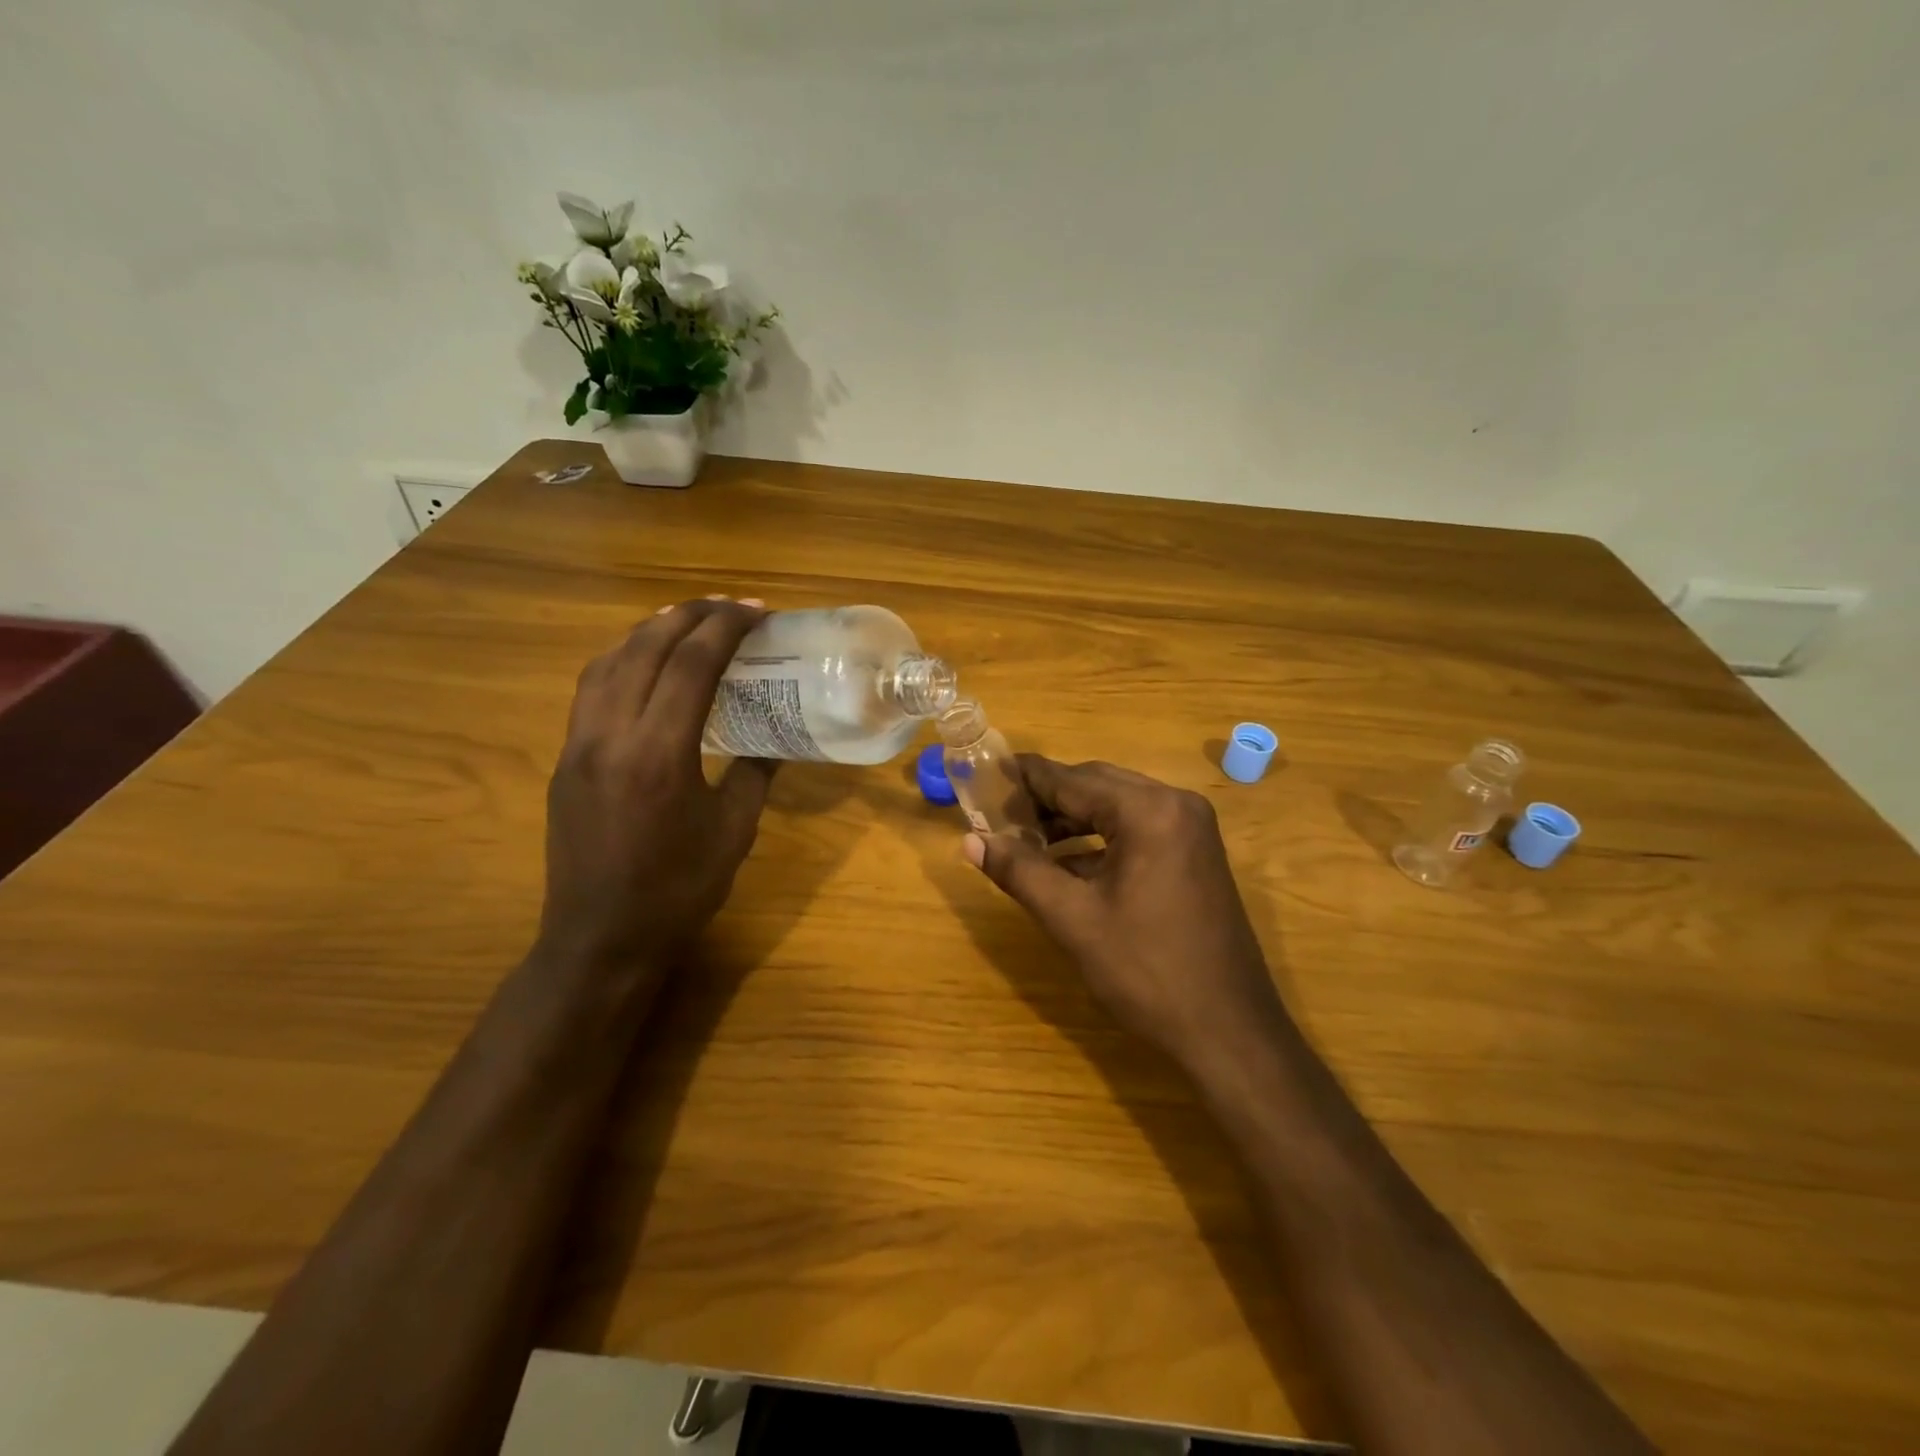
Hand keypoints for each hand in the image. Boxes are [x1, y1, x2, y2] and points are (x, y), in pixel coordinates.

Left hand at [538, 598, 776, 975]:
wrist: (602, 938)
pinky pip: (591, 690)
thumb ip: (755, 773)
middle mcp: (611, 736)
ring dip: (650, 631)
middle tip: (729, 607)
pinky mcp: (566, 759)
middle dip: (690, 615)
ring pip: (609, 662)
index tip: (757, 612)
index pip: (692, 664)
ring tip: (686, 621)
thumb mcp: (735, 831)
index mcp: (660, 753)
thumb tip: (776, 740)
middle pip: (645, 648)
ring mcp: (579, 745)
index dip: (726, 627)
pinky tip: (644, 665)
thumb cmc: (679, 889)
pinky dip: (621, 660)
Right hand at [965, 757, 1285, 1066]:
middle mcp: (1175, 804)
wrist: (1229, 1032)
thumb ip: (1020, 871)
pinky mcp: (1195, 853)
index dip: (1023, 778)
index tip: (982, 777)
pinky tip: (1065, 864)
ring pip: (1116, 806)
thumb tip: (971, 841)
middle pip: (1095, 784)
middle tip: (998, 814)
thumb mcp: (1073, 919)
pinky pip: (1137, 828)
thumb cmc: (1147, 972)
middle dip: (1046, 798)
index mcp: (1148, 811)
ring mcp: (1191, 829)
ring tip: (1025, 840)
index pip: (1070, 779)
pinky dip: (1099, 840)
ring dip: (1071, 819)